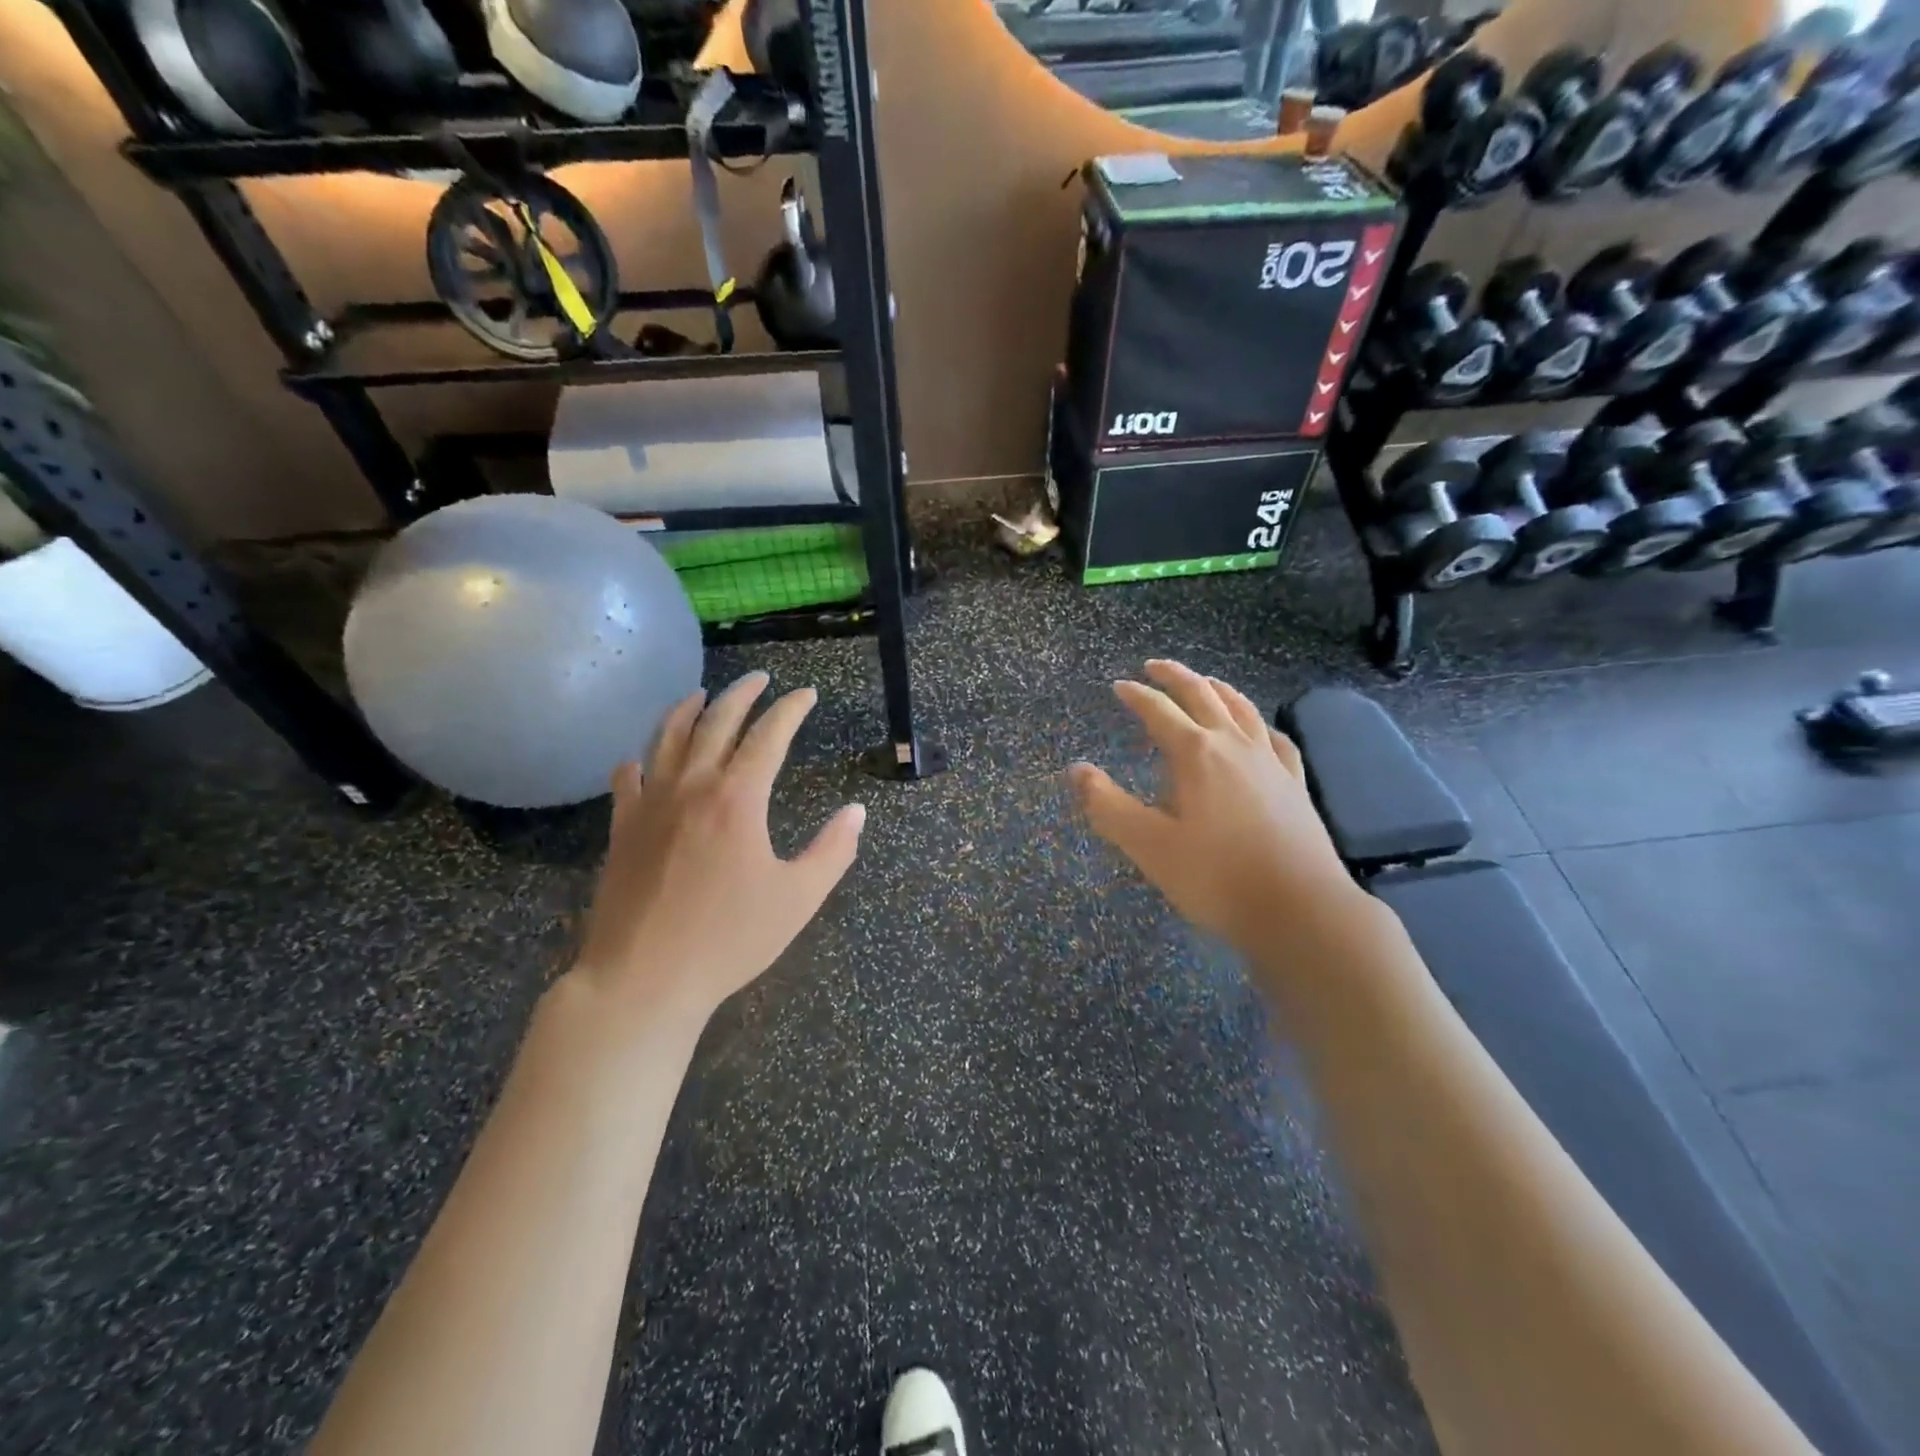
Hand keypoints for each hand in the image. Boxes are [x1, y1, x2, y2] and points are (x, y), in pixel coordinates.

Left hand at [574, 671, 864, 1025]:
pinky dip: (639, 759)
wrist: (643, 979)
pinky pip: (627, 778)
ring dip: (687, 709)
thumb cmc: (728, 939)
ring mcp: (650, 805)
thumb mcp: (798, 898)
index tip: (805, 694)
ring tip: (701, 695)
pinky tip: (643, 758)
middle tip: (759, 678)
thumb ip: (833, 851)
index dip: (790, 709)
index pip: (768, 735)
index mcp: (737, 798)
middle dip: (742, 694)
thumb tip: (857, 812)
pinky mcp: (622, 828)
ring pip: (666, 738)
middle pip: (716, 722)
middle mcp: (692, 786)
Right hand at [1068, 660, 1360, 953]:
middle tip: (1154, 666)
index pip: (1159, 711)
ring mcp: (1270, 762)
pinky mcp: (1295, 784)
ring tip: (1204, 682)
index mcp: (1196, 754)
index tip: (1118, 686)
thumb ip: (1108, 806)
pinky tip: (1258, 730)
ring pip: (1242, 709)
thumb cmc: (1216, 878)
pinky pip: (1274, 739)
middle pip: (1203, 696)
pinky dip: (1258, 724)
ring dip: (1218, 689)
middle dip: (1175, 677)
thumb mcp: (1149, 846)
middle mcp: (1234, 746)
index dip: (1136, 695)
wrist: (1300, 910)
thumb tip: (1077, 770)